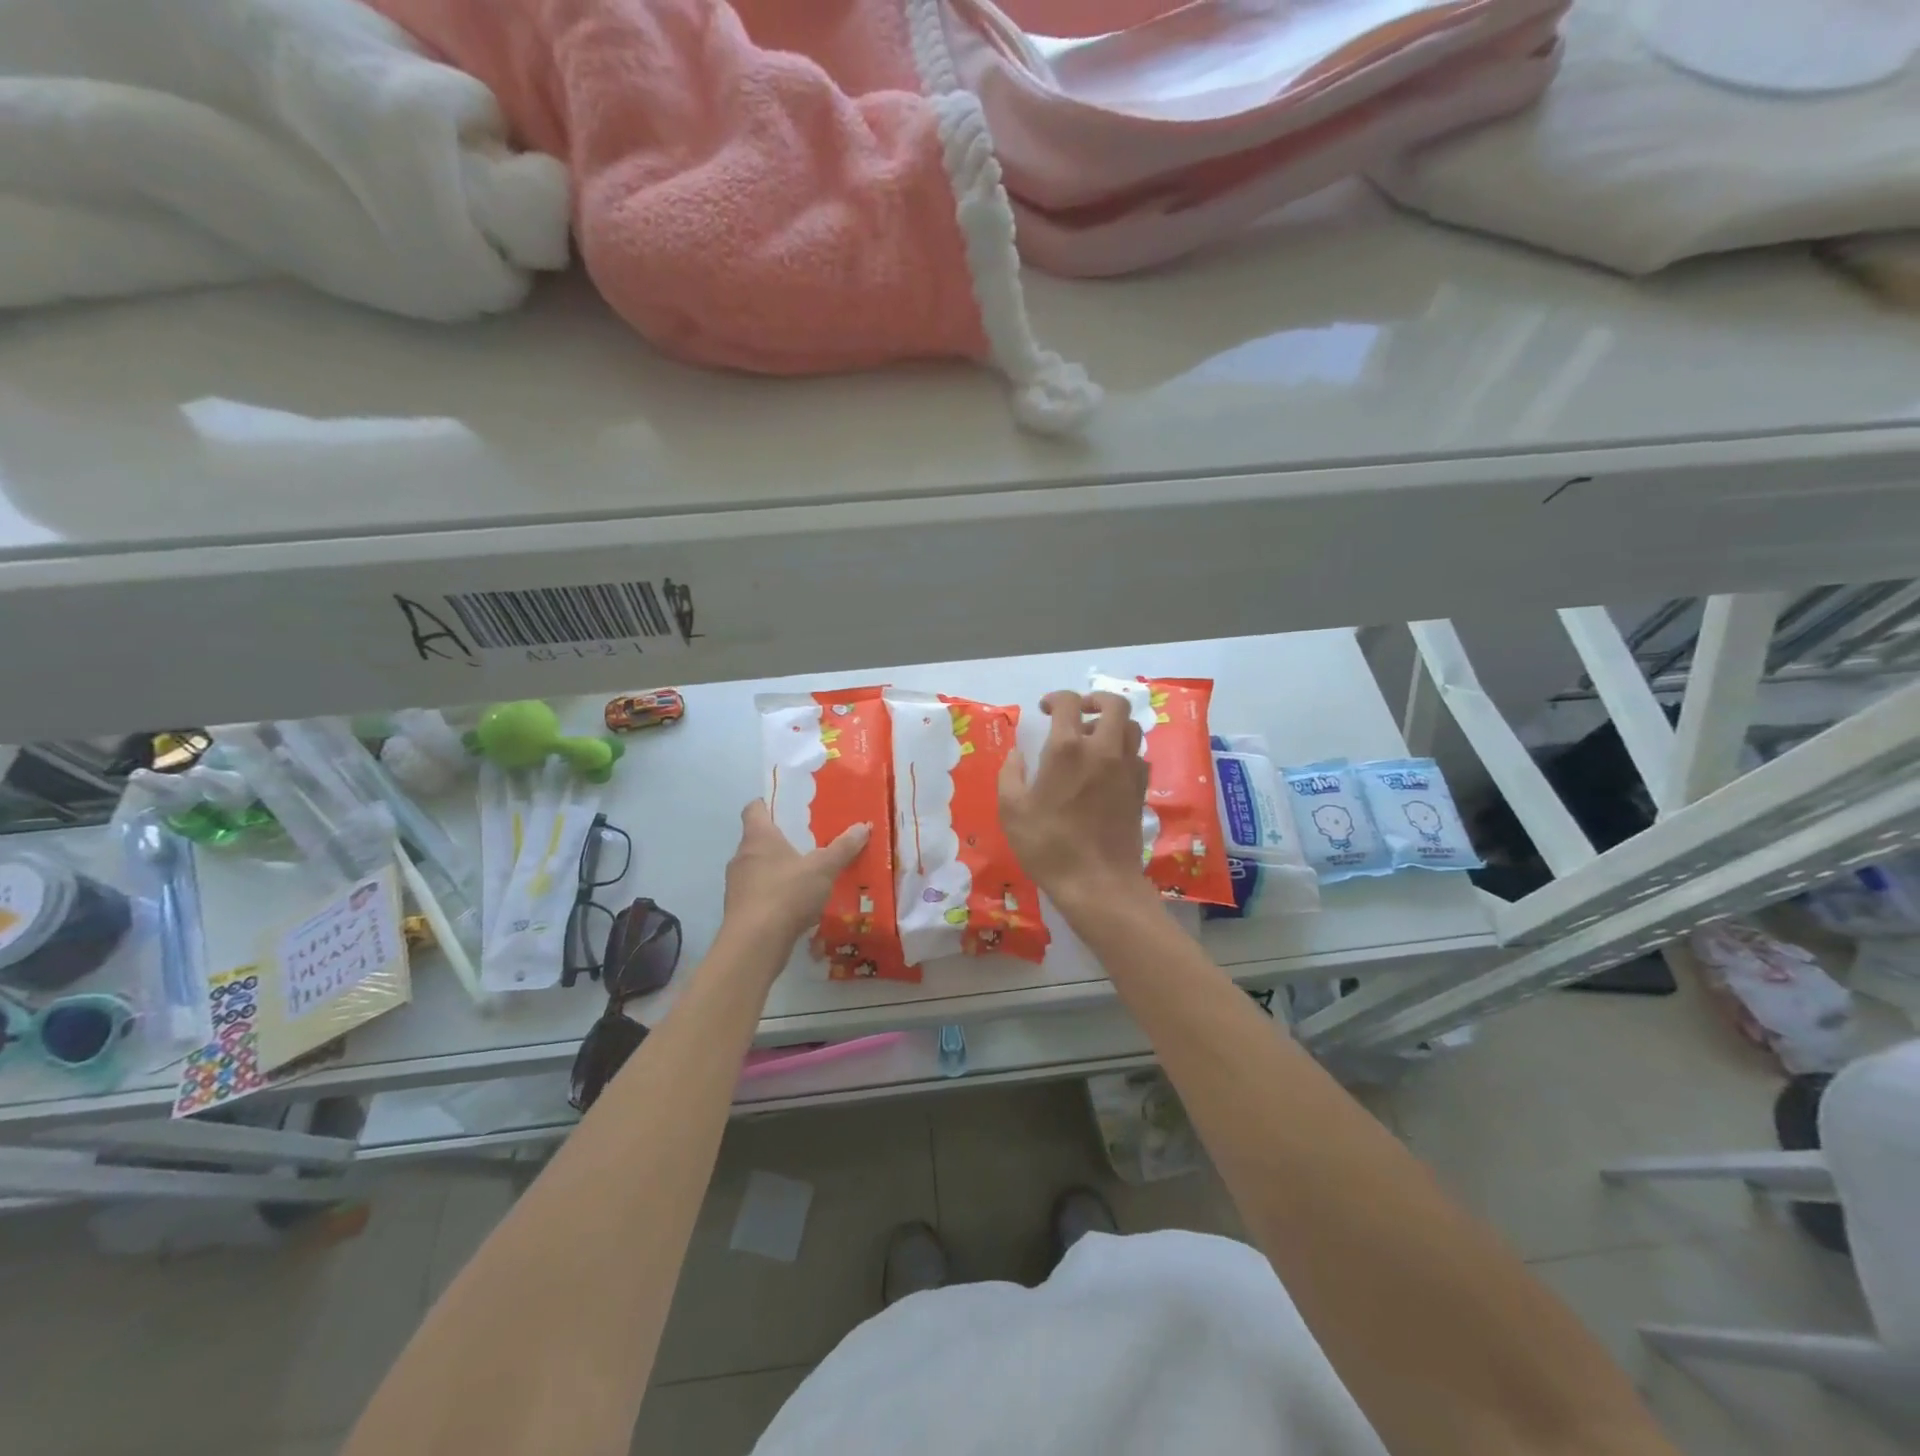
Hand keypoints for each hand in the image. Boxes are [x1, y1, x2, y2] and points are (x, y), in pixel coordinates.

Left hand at [721, 800, 869, 953]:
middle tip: (809, 841)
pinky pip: (759, 894)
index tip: (789, 808)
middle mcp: (742, 856)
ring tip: (806, 875)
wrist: (755, 944)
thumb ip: (843, 847)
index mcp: (758, 837)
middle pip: (758, 839)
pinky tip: (796, 905)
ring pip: (759, 868)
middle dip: (781, 840)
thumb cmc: (787, 894)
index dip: (769, 804)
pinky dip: (775, 895)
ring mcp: (737, 885)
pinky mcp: (739, 910)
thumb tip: (863, 826)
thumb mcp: (823, 868)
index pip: (754, 808)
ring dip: (778, 870)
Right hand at [999, 690, 1155, 918]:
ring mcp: (1127, 769)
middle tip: (1078, 712)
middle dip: (1095, 699)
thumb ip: (1011, 775)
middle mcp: (1103, 750)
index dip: (1056, 698)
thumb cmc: (1049, 846)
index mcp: (1067, 749)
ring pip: (1131, 727)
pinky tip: (1108, 767)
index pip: (1068, 703)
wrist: (1098, 882)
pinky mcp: (1140, 789)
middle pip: (1114, 704)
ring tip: (1094, 738)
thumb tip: (1017, 755)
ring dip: (1113, 724)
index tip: (1045, 709)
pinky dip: (1124, 750)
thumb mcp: (1012, 811)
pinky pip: (1138, 755)